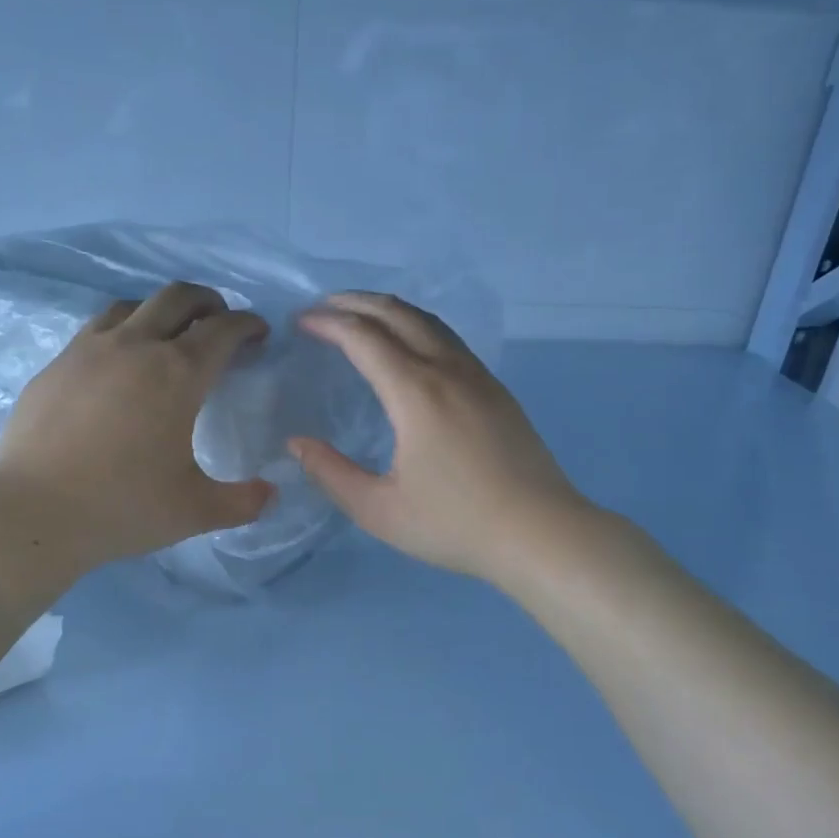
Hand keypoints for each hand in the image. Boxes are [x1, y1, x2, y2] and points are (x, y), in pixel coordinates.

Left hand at [0, 283, 273, 576]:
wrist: (32, 512)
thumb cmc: (122, 507)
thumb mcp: (195, 511)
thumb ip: (243, 501)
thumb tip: (271, 493)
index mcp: (178, 374)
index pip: (223, 329)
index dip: (248, 325)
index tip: (258, 334)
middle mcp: (135, 347)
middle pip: (178, 297)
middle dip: (209, 302)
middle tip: (219, 323)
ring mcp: (89, 350)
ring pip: (133, 305)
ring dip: (161, 312)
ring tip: (168, 338)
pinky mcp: (56, 364)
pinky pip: (97, 329)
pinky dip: (122, 332)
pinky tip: (117, 364)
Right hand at [291, 292, 591, 586]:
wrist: (541, 534)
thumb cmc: (455, 524)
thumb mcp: (379, 510)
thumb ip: (331, 473)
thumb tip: (297, 443)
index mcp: (415, 393)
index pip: (363, 337)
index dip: (328, 322)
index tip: (301, 322)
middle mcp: (448, 371)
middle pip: (397, 314)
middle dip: (356, 302)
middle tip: (324, 307)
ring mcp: (478, 377)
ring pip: (429, 322)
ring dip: (389, 310)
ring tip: (361, 317)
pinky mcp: (497, 391)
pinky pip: (449, 340)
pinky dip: (417, 327)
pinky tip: (410, 347)